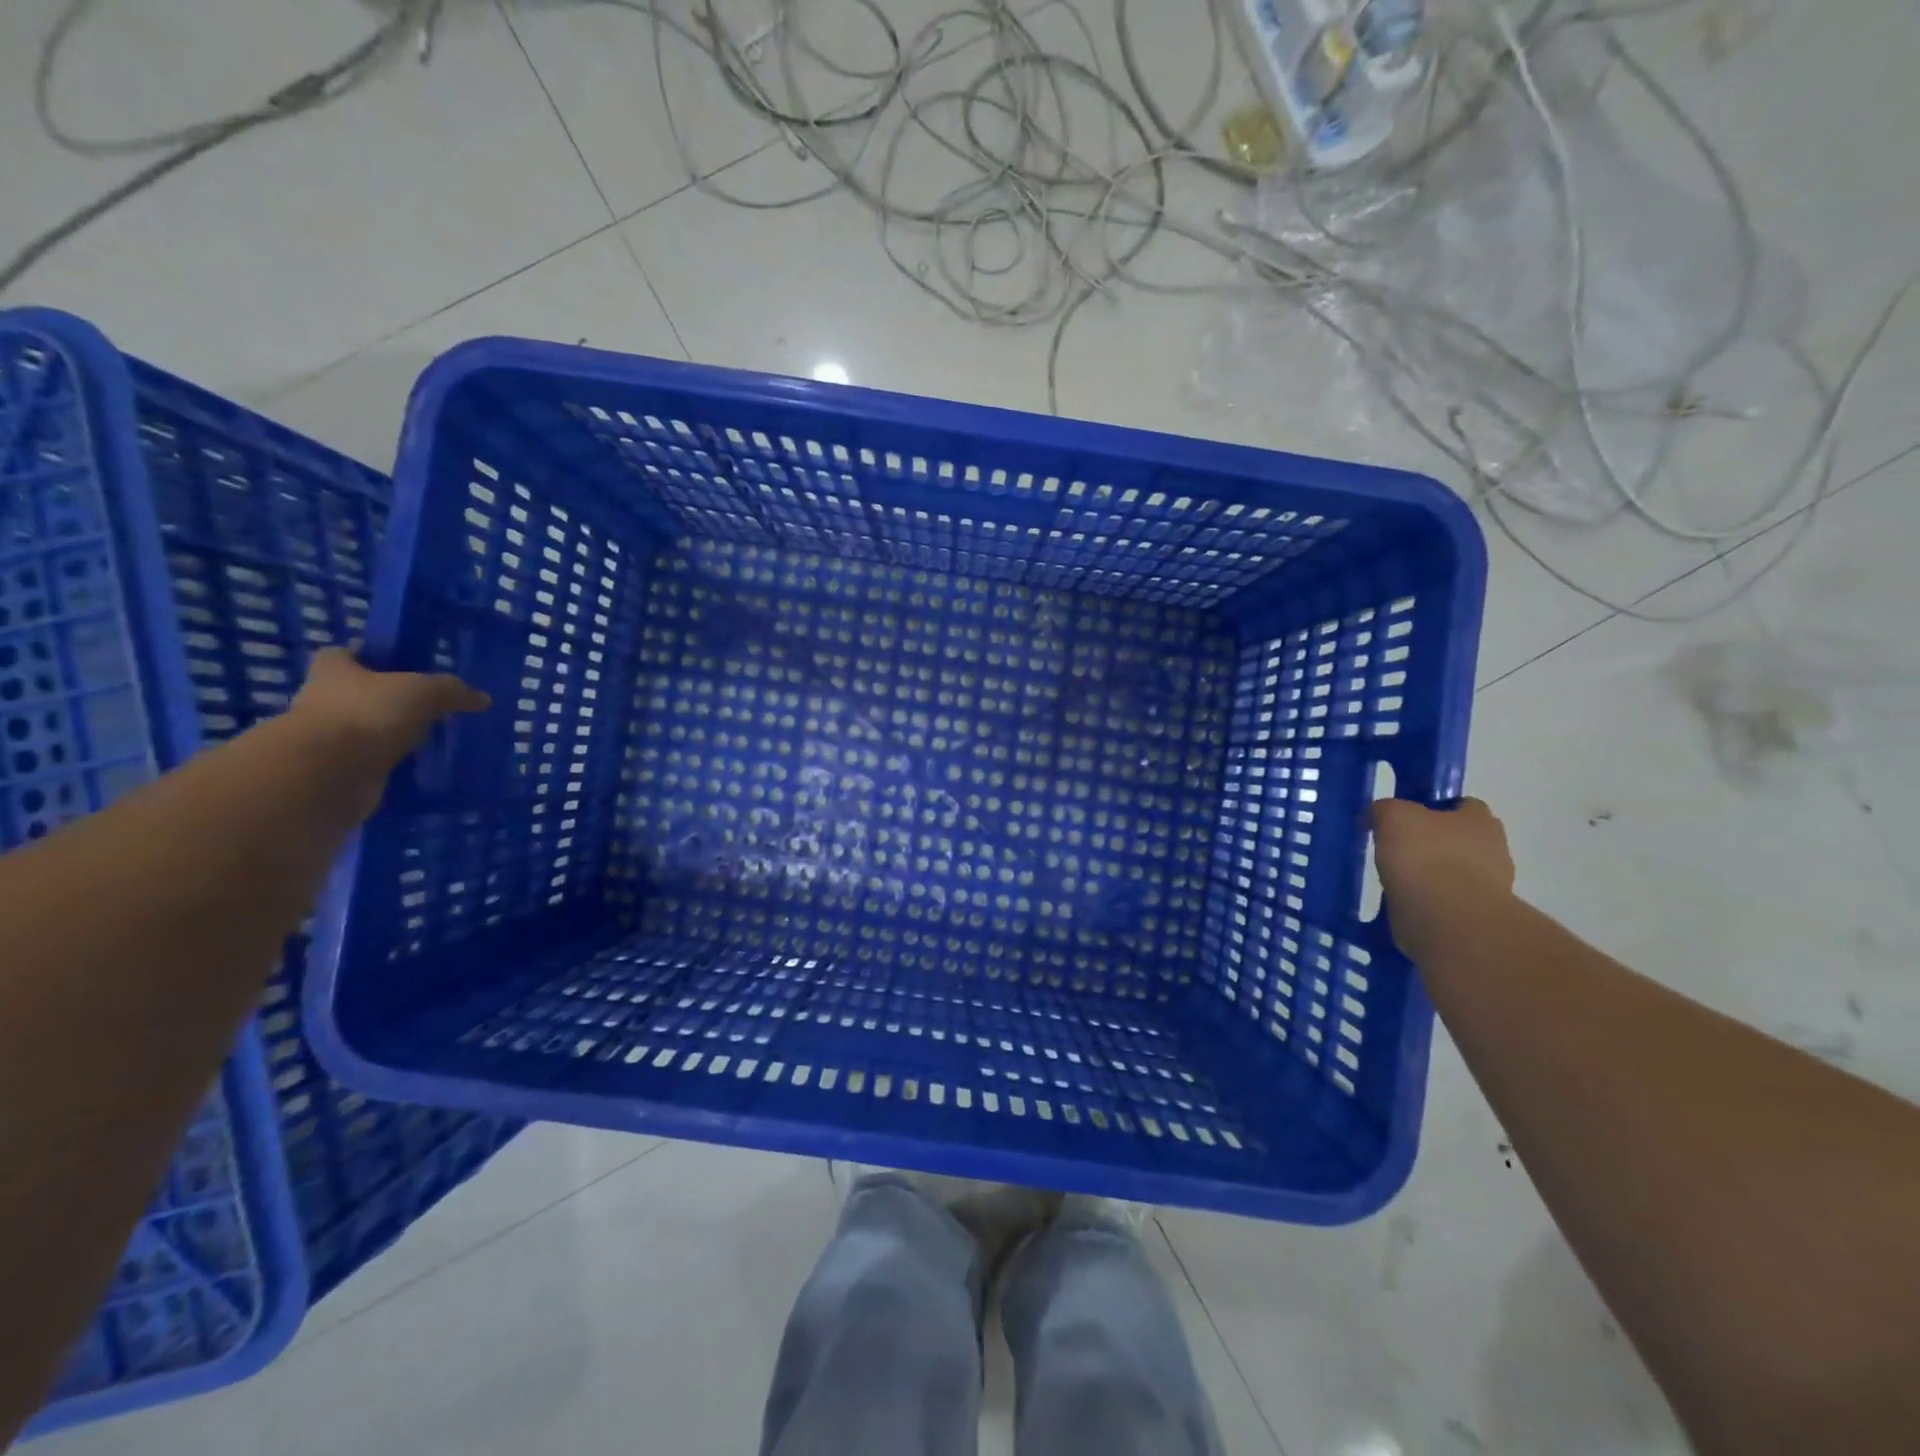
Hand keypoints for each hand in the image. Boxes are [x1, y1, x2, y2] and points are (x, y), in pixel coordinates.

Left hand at [286, 648, 488, 819]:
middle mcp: (323, 699)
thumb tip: (482, 698)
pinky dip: (392, 763)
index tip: (403, 665)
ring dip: (392, 734)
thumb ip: (452, 690)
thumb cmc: (368, 713)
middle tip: (430, 705)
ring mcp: (328, 738)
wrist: (329, 773)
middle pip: (359, 692)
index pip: (347, 653)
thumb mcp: (423, 691)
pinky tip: (421, 765)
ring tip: (432, 739)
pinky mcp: (337, 770)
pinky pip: (372, 761)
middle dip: (389, 699)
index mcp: (334, 670)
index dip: (371, 655)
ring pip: (367, 729)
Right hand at [1372, 797, 1514, 932]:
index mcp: (1481, 820)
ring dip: (1428, 876)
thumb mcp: (1393, 815)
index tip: (1405, 819)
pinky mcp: (1472, 918)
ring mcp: (1487, 888)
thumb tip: (1375, 816)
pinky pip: (1443, 902)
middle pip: (1457, 840)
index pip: (1461, 805)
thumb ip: (1384, 809)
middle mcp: (1493, 851)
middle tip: (1396, 849)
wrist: (1446, 919)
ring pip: (1450, 873)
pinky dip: (1425, 902)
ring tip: (1393, 880)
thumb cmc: (1425, 856)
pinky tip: (1401, 903)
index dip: (1433, 808)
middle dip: (1431, 844)